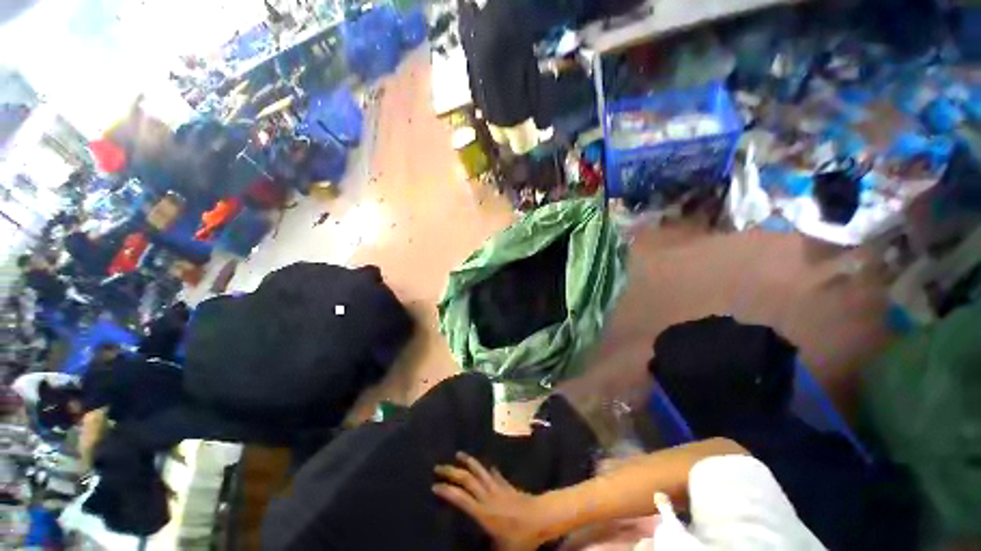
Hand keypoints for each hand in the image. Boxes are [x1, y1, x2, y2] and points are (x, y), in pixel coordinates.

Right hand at [433, 452, 545, 550]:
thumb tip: (479, 549)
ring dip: (469, 462)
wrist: (541, 517)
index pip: (461, 499)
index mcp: (483, 513)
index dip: (447, 492)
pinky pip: (495, 475)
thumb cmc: (521, 537)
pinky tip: (488, 467)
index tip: (435, 485)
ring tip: (459, 454)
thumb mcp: (502, 549)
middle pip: (467, 480)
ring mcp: (498, 488)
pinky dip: (489, 470)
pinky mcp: (507, 486)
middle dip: (452, 472)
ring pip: (480, 471)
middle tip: (439, 467)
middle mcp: (487, 497)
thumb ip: (488, 547)